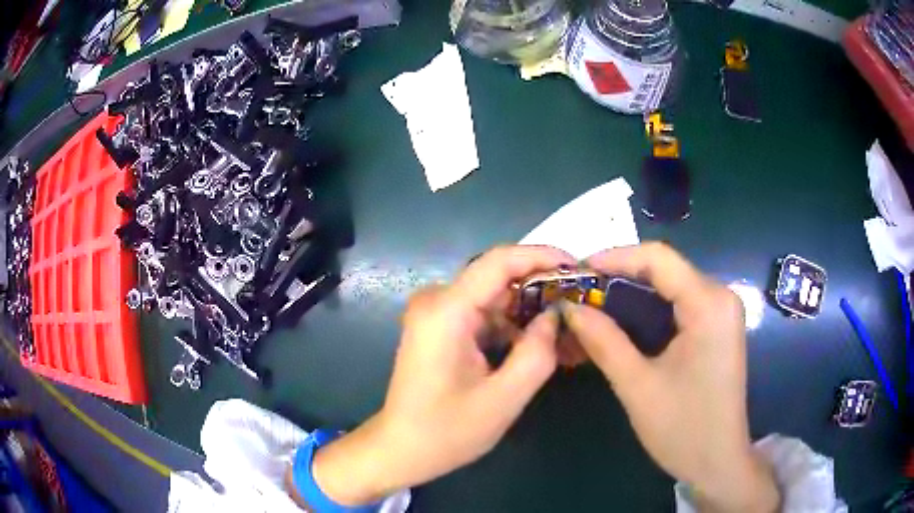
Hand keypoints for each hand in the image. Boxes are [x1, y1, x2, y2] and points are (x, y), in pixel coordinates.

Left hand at [305, 245, 573, 505]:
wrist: (401, 449)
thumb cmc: (447, 431)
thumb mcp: (503, 399)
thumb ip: (537, 353)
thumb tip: (555, 314)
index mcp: (446, 311)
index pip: (500, 261)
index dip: (543, 256)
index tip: (578, 267)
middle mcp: (437, 301)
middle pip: (499, 278)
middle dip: (542, 289)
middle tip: (580, 305)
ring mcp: (436, 313)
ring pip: (494, 297)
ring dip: (529, 311)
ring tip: (567, 330)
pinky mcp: (439, 327)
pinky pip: (483, 314)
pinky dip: (511, 326)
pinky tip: (538, 344)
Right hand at [561, 242, 779, 512]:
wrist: (719, 461)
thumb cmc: (682, 428)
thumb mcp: (637, 386)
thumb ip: (603, 341)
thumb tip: (569, 307)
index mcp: (708, 304)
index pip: (658, 258)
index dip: (614, 257)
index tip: (578, 271)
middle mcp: (720, 296)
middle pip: (666, 268)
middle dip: (621, 275)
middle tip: (581, 292)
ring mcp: (722, 311)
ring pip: (672, 285)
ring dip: (633, 292)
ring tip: (595, 305)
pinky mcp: (718, 327)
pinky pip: (680, 303)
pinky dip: (650, 308)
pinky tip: (625, 322)